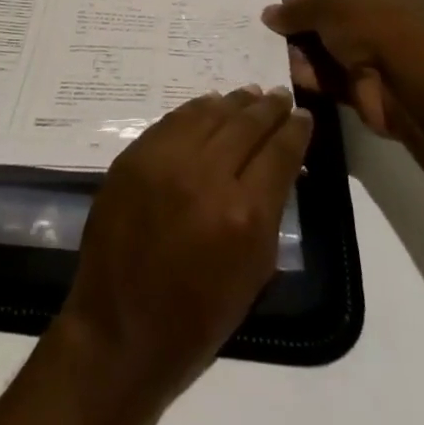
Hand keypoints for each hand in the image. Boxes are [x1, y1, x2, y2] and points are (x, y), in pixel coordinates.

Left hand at [59, 87, 311, 405]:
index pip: (279, 153)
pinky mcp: (135, 155)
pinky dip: (198, 109)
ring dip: (235, 102)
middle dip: (269, 108)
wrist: (119, 330)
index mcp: (244, 215)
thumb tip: (279, 166)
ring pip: (210, 114)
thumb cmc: (196, 319)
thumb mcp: (253, 273)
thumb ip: (269, 213)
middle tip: (282, 95)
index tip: (304, 116)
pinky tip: (211, 104)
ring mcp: (165, 160)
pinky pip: (174, 120)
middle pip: (246, 125)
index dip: (296, 131)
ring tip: (252, 94)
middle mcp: (206, 176)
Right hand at [263, 0, 423, 138]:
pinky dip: (310, 77)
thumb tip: (268, 15)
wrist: (411, 84)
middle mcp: (384, 19)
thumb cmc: (374, 24)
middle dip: (301, 28)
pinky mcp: (368, 89)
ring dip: (301, 54)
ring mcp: (378, 55)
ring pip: (329, 51)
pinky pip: (331, 79)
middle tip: (266, 33)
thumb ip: (296, 8)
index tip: (278, 10)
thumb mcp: (327, 3)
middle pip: (331, 21)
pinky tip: (284, 74)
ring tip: (265, 53)